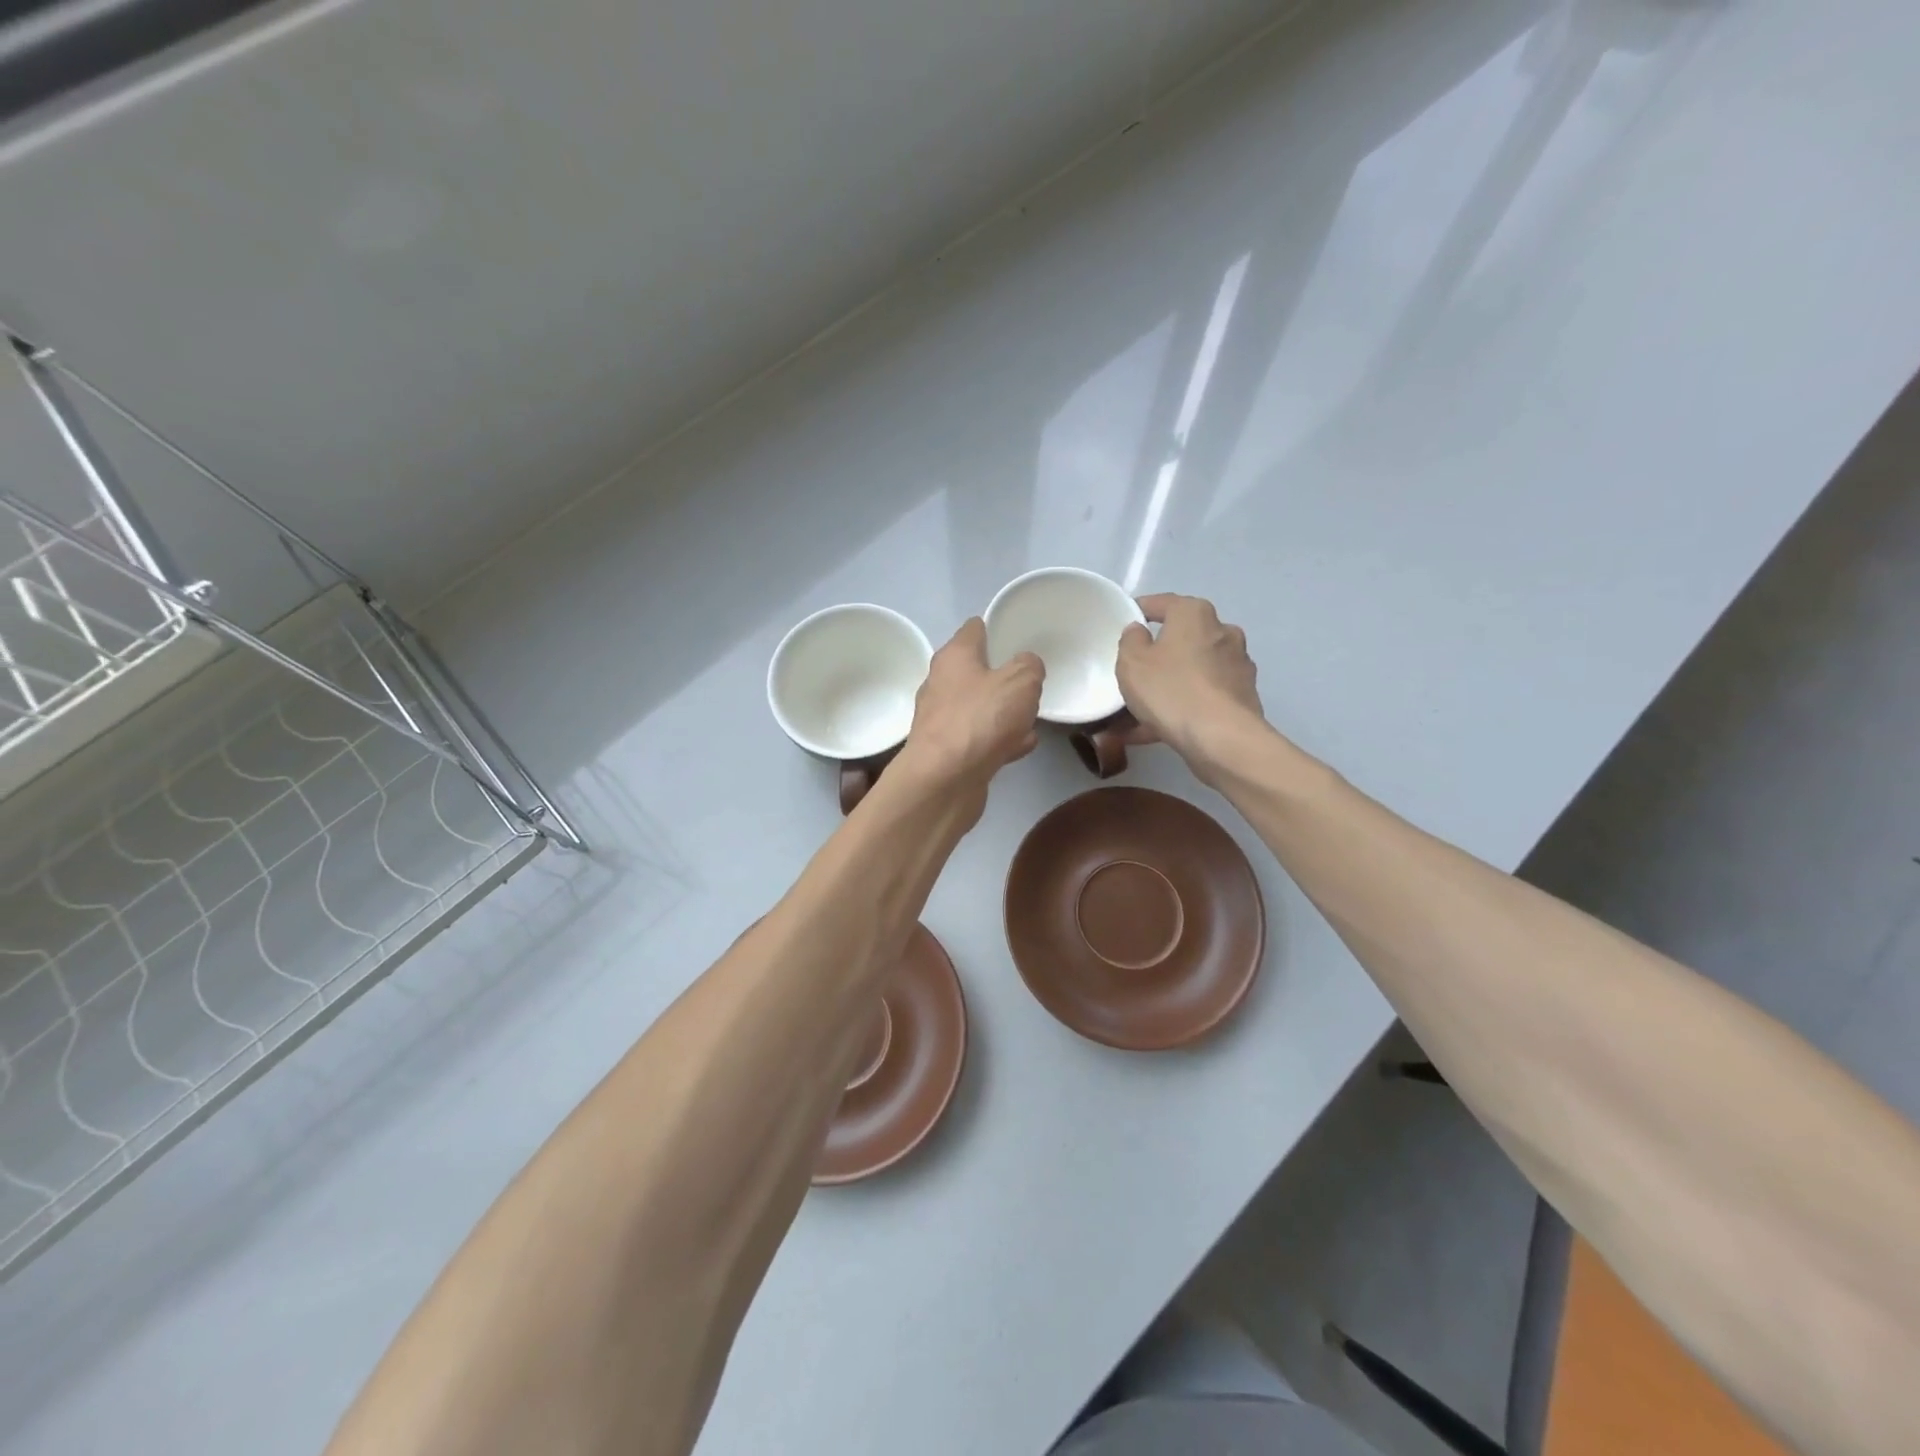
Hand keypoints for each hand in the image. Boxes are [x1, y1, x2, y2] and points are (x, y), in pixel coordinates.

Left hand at [898, 618, 1044, 790]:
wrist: (944, 780)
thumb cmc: (980, 719)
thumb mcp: (1021, 681)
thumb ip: (1030, 666)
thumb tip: (1027, 666)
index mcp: (954, 657)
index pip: (974, 629)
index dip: (996, 628)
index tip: (1018, 636)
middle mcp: (941, 684)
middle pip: (975, 670)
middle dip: (1002, 675)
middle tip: (1031, 681)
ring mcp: (942, 720)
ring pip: (979, 707)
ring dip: (1003, 711)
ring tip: (1031, 717)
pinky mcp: (947, 752)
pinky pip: (980, 738)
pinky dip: (999, 740)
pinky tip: (1023, 746)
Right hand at [1117, 594, 1263, 770]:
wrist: (1221, 738)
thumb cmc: (1171, 690)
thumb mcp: (1131, 662)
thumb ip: (1130, 640)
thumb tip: (1139, 632)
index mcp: (1195, 614)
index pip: (1163, 603)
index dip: (1139, 611)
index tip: (1123, 623)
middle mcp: (1222, 632)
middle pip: (1181, 638)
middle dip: (1157, 655)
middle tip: (1132, 673)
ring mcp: (1236, 665)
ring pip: (1191, 671)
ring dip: (1167, 686)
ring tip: (1137, 713)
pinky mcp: (1242, 697)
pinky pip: (1202, 696)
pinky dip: (1181, 707)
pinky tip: (1154, 730)